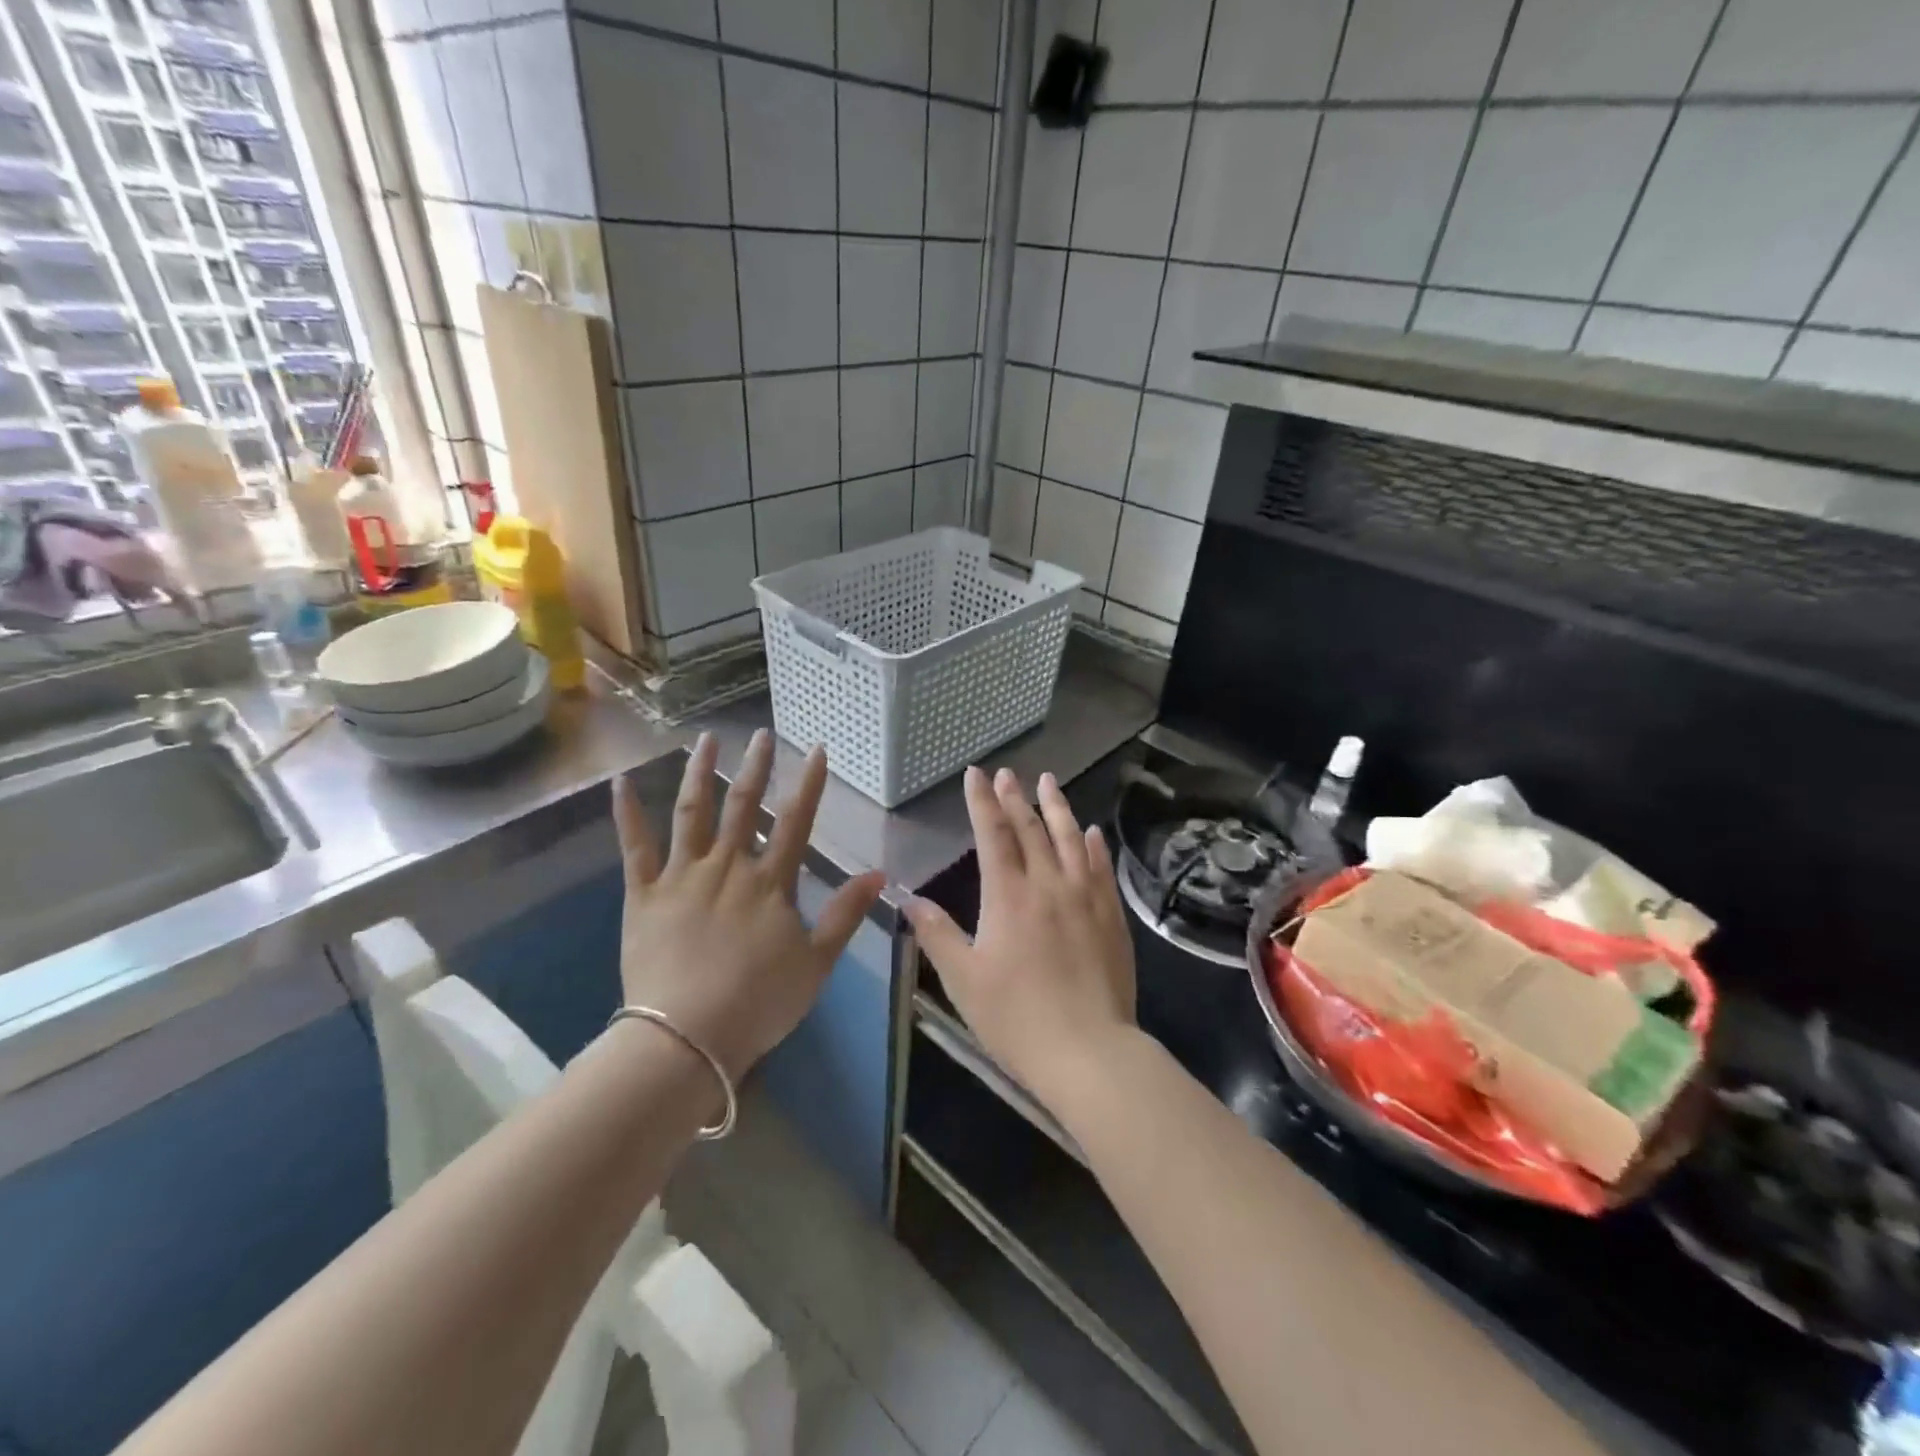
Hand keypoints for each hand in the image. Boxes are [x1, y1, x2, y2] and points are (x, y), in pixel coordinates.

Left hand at [611, 730, 883, 1078]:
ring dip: (698, 772)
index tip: (815, 749)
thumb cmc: (759, 1002)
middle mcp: (727, 866)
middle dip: (756, 766)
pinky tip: (621, 782)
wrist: (688, 1037)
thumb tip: (879, 873)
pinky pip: (634, 848)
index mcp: (769, 882)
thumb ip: (846, 913)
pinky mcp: (643, 895)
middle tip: (761, 733)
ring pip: (691, 813)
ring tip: (705, 739)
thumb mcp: (817, 962)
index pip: (795, 820)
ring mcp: (682, 876)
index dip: (808, 783)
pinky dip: (626, 814)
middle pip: (743, 805)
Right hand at [905, 767, 1135, 1103]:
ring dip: (1057, 807)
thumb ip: (936, 934)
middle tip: (1007, 773)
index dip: (982, 802)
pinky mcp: (1111, 916)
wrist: (1088, 1051)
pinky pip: (1101, 868)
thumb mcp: (964, 979)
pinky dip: (1093, 845)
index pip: (992, 834)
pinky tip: (1091, 832)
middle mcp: (1048, 884)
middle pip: (1031, 829)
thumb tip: (908, 899)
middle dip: (1015, 797)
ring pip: (1070, 839)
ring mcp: (1086, 897)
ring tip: (1049, 781)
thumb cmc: (1016, 1017)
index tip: (976, 774)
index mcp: (1008, 896)